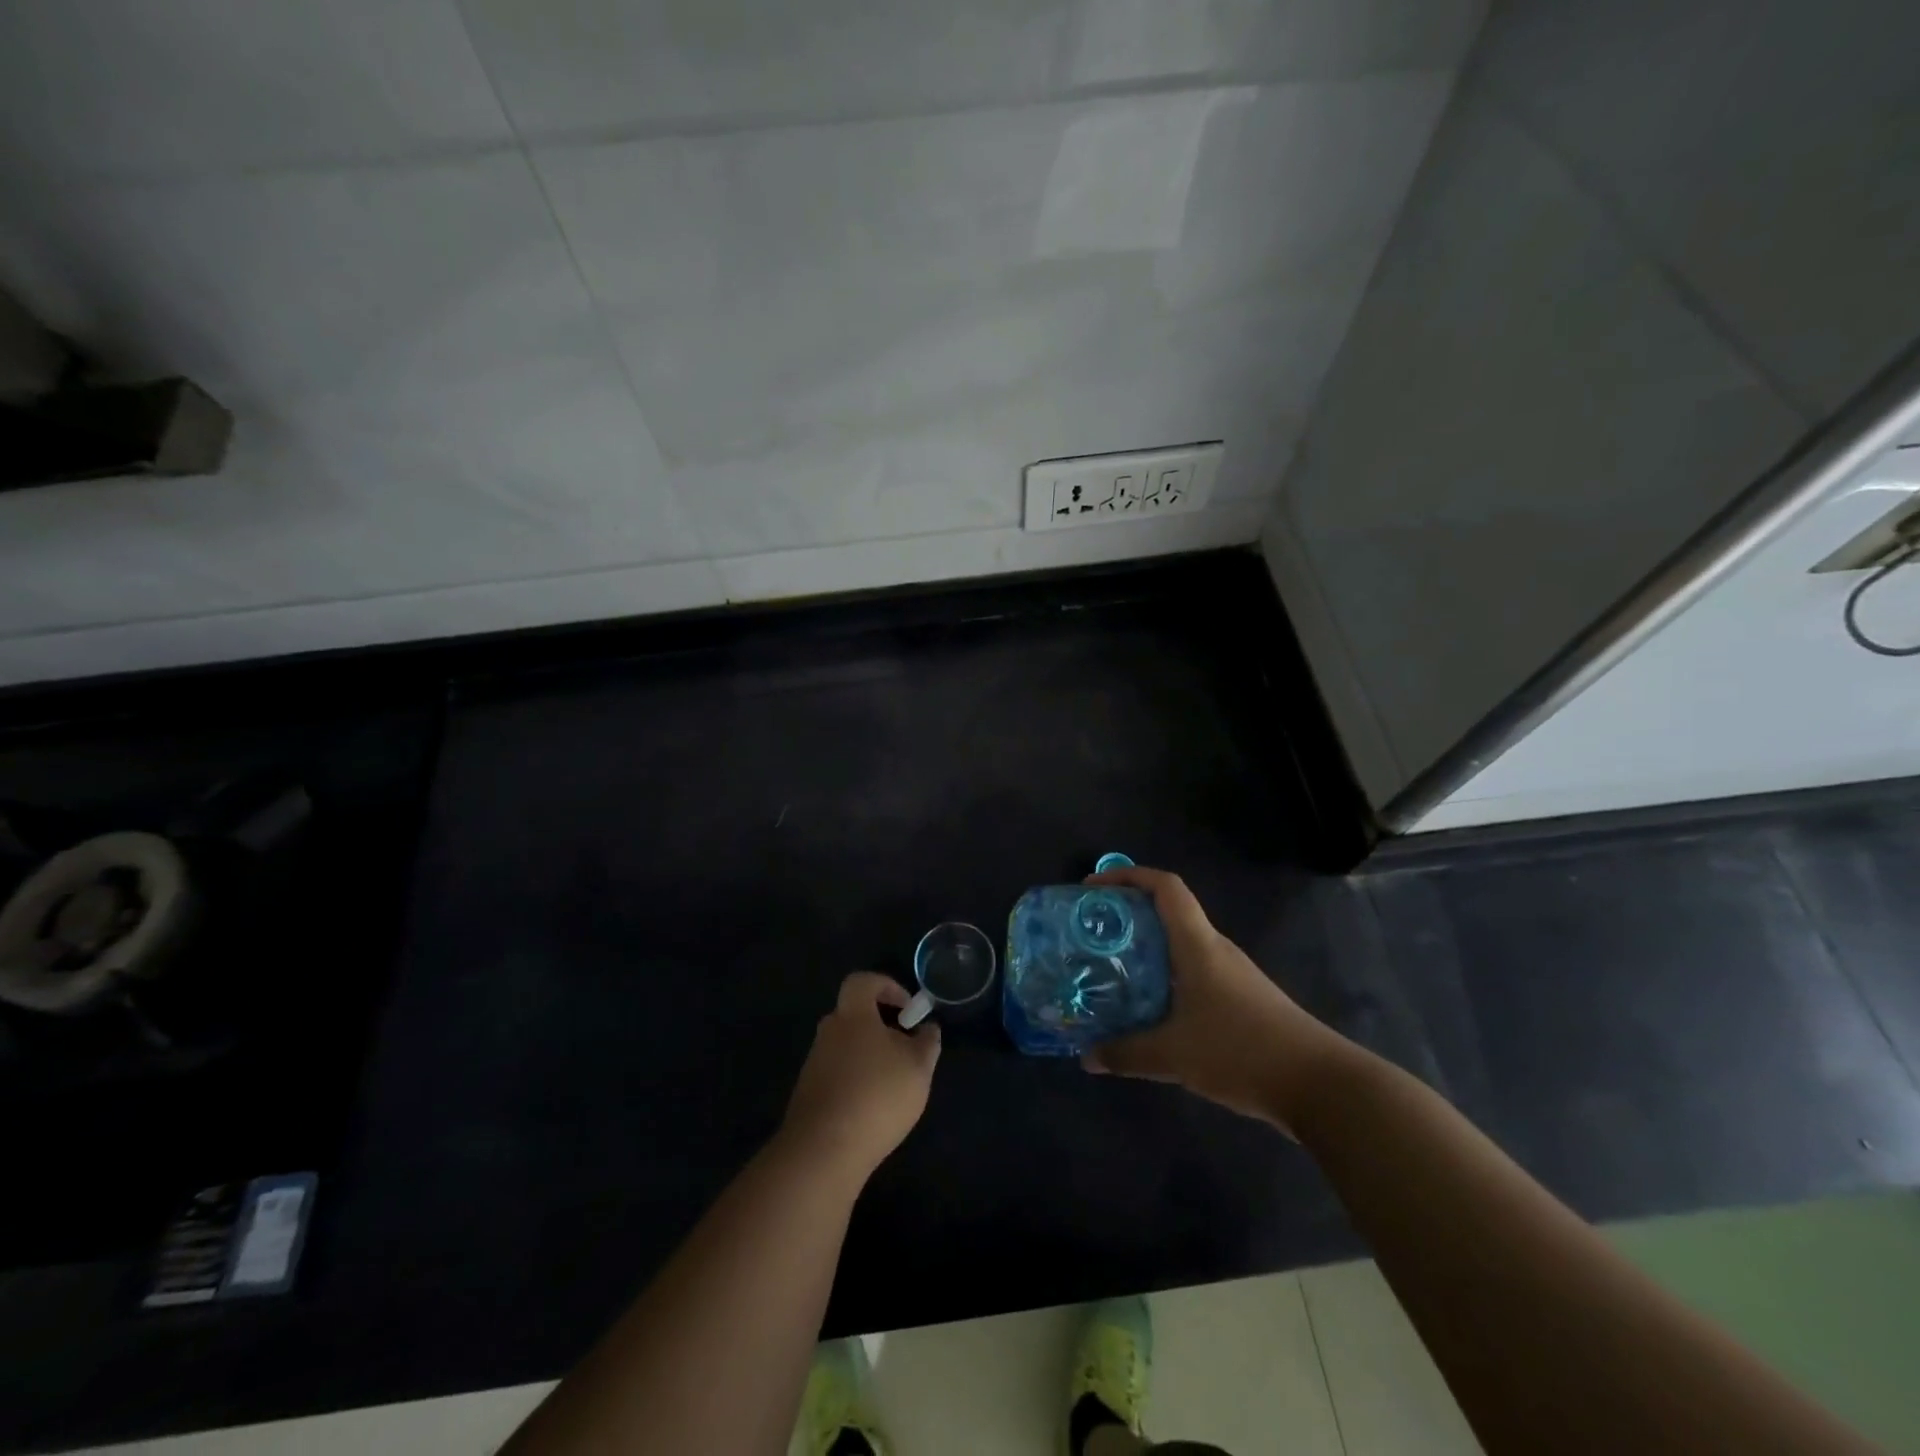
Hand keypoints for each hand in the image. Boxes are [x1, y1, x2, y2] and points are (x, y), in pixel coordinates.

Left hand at [778, 972, 941, 1183]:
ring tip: (894, 1082)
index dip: (887, 986)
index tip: (908, 1009)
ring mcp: (814, 1063)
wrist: (824, 1150)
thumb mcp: (918, 1067)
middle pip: (854, 1014)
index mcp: (852, 1014)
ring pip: (846, 1045)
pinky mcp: (808, 1093)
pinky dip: (856, 1079)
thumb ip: (927, 1042)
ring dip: (869, 1055)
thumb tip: (928, 1028)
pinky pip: (837, 1073)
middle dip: (881, 1025)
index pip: (863, 981)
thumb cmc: (877, 1095)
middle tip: (905, 1047)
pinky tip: (873, 1107)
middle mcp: (828, 1031)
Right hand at [1081, 867, 1345, 1131]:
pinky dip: (1167, 976)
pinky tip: (1152, 1008)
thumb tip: (1086, 1057)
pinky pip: (1195, 973)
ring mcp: (1233, 974)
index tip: (1094, 888)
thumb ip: (1127, 1054)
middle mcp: (1216, 949)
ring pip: (1182, 945)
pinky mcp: (1243, 999)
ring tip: (1113, 968)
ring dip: (1148, 948)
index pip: (1166, 887)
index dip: (1129, 876)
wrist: (1320, 1085)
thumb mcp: (1174, 1055)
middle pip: (1170, 912)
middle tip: (1094, 933)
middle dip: (1129, 914)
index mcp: (1199, 945)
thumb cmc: (1241, 1050)